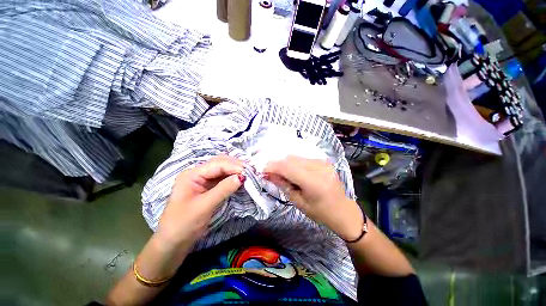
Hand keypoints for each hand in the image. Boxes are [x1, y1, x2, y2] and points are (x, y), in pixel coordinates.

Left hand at [156, 155, 245, 246]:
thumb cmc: (184, 224)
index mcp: (192, 174)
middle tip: (252, 170)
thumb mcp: (204, 206)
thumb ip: (224, 189)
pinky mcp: (209, 187)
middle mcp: (198, 173)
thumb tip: (242, 177)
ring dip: (236, 170)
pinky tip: (241, 178)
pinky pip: (223, 178)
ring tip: (249, 173)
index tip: (249, 172)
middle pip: (221, 163)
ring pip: (223, 169)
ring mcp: (204, 180)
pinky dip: (233, 177)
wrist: (174, 242)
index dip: (234, 166)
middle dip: (236, 165)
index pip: (217, 164)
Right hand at [263, 156, 363, 240]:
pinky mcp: (324, 160)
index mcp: (314, 182)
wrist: (343, 210)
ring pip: (296, 157)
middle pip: (291, 159)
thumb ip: (283, 185)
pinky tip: (294, 172)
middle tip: (271, 173)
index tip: (263, 170)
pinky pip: (303, 158)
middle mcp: (319, 168)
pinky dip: (294, 163)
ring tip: (282, 174)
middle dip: (278, 165)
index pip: (288, 167)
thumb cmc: (320, 212)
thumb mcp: (299, 202)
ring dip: (285, 164)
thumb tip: (268, 174)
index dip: (273, 167)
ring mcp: (323, 162)